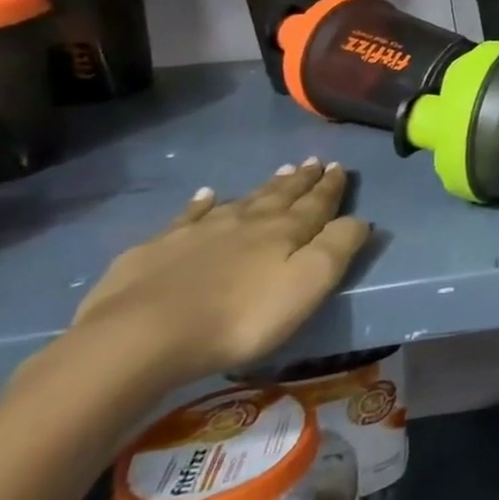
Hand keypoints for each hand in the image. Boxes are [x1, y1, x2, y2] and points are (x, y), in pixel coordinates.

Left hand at [70, 160, 370, 389]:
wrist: (140, 337)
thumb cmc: (240, 317)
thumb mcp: (307, 284)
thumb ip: (338, 247)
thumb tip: (359, 219)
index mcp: (285, 231)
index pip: (316, 203)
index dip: (330, 187)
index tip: (340, 168)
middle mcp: (246, 222)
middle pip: (280, 196)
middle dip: (301, 180)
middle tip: (313, 162)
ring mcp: (198, 233)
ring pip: (240, 201)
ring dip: (263, 188)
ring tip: (279, 172)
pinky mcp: (156, 250)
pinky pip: (187, 217)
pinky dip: (200, 204)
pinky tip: (204, 196)